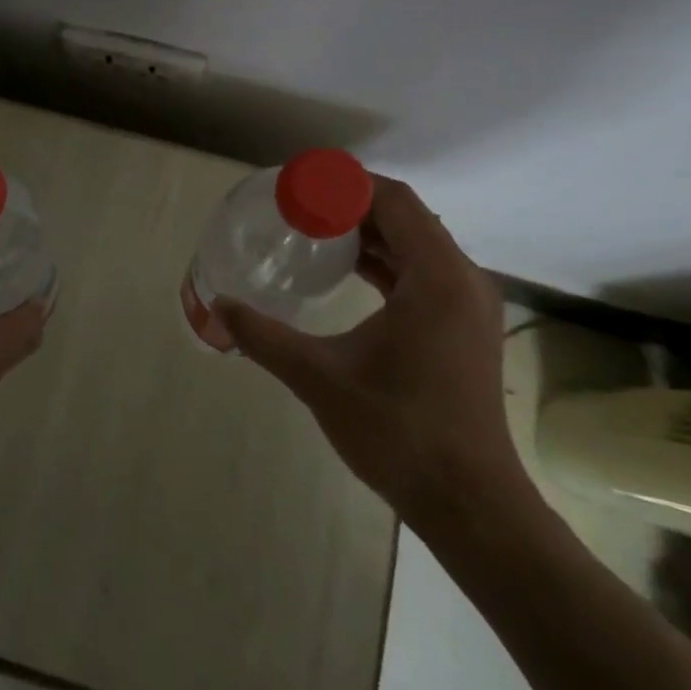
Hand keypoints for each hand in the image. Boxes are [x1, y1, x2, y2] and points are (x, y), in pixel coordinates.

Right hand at [213, 174, 525, 524]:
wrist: (471, 505)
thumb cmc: (399, 431)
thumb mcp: (320, 378)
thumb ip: (265, 337)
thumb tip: (219, 306)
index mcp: (438, 277)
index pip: (395, 201)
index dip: (346, 184)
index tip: (299, 184)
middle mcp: (462, 280)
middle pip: (406, 218)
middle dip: (352, 204)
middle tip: (298, 205)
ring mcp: (468, 306)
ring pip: (416, 245)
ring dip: (370, 232)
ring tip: (314, 229)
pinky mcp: (463, 329)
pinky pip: (423, 273)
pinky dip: (386, 261)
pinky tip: (348, 271)